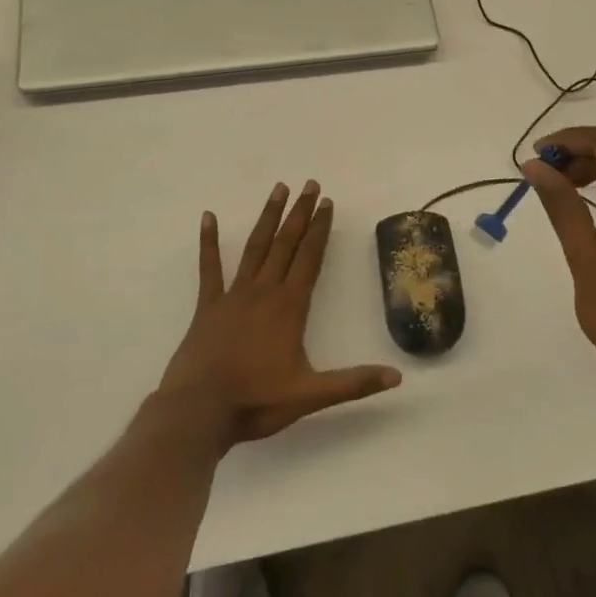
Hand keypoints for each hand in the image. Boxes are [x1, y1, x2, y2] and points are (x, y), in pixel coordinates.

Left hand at [155, 181, 400, 448]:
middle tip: (310, 184)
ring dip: (268, 218)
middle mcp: (264, 292)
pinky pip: (209, 268)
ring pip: (255, 248)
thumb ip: (354, 383)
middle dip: (300, 213)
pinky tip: (208, 217)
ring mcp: (233, 296)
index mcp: (289, 308)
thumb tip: (397, 377)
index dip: (321, 230)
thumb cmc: (256, 401)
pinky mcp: (208, 306)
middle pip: (286, 244)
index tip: (328, 203)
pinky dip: (209, 242)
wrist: (199, 412)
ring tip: (278, 189)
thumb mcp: (311, 396)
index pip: (310, 259)